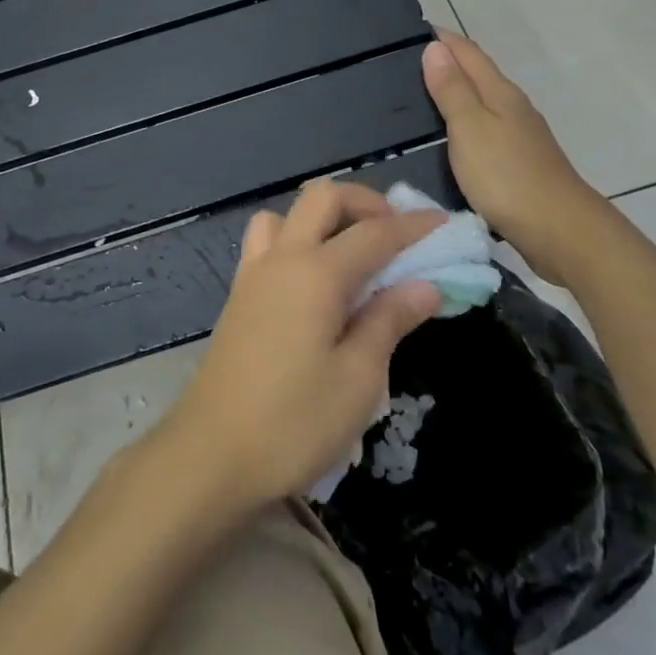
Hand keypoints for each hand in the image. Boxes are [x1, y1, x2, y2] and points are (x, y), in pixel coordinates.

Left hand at [157, 181, 443, 512]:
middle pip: (322, 198)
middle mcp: (281, 259)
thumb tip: (424, 285)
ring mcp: (253, 274)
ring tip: (352, 254)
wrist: (210, 456)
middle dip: (365, 203)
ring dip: (324, 218)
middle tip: (397, 235)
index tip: (445, 224)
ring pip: (287, 214)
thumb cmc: (292, 423)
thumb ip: (389, 321)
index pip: (374, 232)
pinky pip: (266, 242)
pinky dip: (296, 240)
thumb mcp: (357, 379)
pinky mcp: (238, 296)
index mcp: (315, 273)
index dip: (413, 226)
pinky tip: (314, 281)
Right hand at [421, 31, 602, 252]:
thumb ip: (452, 89)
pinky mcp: (518, 163)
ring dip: (454, 94)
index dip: (441, 39)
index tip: (409, 31)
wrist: (559, 230)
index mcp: (500, 92)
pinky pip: (484, 130)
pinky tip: (448, 137)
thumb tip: (435, 47)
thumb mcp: (470, 127)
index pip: (467, 52)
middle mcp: (513, 107)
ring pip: (481, 103)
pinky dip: (463, 124)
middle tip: (402, 64)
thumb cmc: (506, 175)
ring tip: (417, 97)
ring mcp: (519, 136)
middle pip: (477, 74)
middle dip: (445, 63)